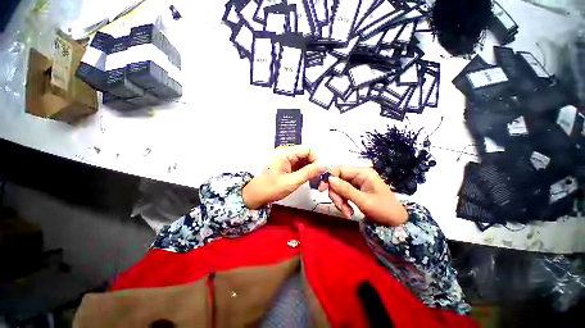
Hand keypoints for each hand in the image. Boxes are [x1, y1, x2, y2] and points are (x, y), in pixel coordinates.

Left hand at [242, 146, 325, 208]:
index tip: (320, 172)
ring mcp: (286, 159)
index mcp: (286, 153)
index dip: (317, 159)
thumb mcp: (292, 181)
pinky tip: (307, 179)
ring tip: (314, 181)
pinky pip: (299, 165)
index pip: (308, 150)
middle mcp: (286, 152)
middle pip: (307, 154)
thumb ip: (309, 172)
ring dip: (310, 169)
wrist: (255, 195)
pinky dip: (305, 171)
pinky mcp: (286, 165)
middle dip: (315, 165)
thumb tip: (324, 165)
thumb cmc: (271, 188)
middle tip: (319, 179)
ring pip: (304, 160)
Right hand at [320, 166, 407, 225]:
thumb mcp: (363, 200)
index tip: (322, 189)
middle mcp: (358, 175)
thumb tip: (329, 179)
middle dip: (336, 194)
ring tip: (347, 212)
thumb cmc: (383, 210)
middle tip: (341, 207)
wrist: (395, 223)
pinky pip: (342, 193)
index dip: (329, 177)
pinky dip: (342, 203)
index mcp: (363, 172)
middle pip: (337, 179)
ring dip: (339, 200)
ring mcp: (356, 183)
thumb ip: (345, 189)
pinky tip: (348, 211)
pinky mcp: (354, 190)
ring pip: (338, 187)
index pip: (339, 169)